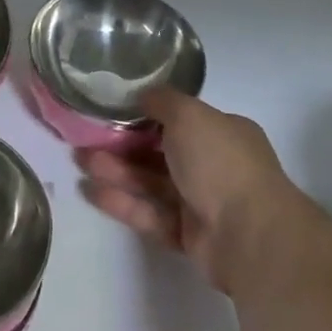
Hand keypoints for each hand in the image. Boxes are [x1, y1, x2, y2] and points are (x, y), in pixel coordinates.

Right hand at [77, 88, 301, 296]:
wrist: (250, 236)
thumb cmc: (221, 162)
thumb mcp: (190, 115)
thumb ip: (163, 101)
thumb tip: (144, 94)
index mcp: (222, 133)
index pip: (180, 119)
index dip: (146, 115)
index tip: (113, 111)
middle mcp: (214, 165)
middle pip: (160, 152)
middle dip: (122, 145)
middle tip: (86, 139)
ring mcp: (202, 202)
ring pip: (152, 183)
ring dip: (117, 171)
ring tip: (80, 162)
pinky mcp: (189, 236)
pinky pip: (151, 214)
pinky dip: (124, 203)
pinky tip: (92, 192)